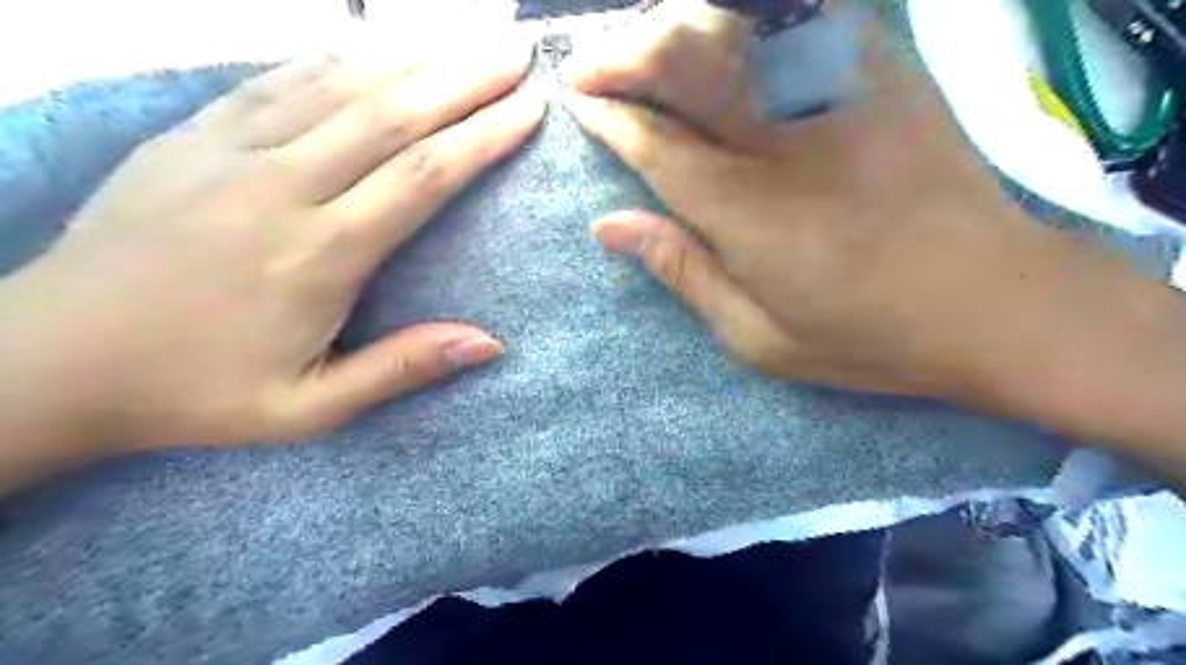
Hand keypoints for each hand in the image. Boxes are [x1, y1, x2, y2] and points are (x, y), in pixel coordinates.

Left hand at [0, 33, 543, 456]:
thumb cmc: (197, 392)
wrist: (50, 361)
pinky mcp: (192, 135)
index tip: (529, 110)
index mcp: (321, 254)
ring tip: (468, 41)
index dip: (483, 137)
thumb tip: (491, 342)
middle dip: (466, 79)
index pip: (424, 176)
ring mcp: (231, 151)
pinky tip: (376, 46)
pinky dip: (338, 59)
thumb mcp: (311, 408)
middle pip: (394, 115)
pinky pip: (279, 80)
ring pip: (342, 86)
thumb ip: (403, 368)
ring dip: (415, 57)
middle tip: (517, 54)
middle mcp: (283, 186)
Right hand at [564, 8, 1129, 399]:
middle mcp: (784, 138)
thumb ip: (680, 269)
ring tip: (642, 41)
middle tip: (589, 63)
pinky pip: (805, 14)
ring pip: (735, 25)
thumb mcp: (757, 335)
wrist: (994, 302)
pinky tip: (723, 23)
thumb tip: (607, 225)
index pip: (656, 143)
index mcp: (746, 210)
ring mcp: (839, 94)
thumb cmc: (866, 334)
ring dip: (675, 24)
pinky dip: (749, 13)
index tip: (577, 101)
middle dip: (623, 54)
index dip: (609, 116)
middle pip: (686, 62)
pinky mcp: (883, 71)